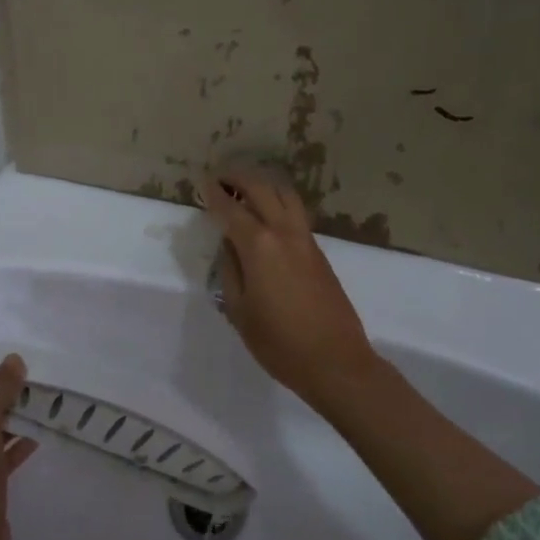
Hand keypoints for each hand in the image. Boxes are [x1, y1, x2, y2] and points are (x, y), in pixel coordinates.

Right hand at [199, 169, 382, 409]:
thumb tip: (229, 246)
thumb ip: (230, 271)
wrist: (336, 361)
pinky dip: (279, 201)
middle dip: (239, 179)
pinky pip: (296, 213)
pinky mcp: (319, 253)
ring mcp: (306, 241)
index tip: (203, 183)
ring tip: (246, 189)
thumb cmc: (279, 343)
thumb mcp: (240, 311)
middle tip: (221, 177)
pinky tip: (268, 213)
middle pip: (261, 190)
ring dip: (264, 185)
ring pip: (285, 196)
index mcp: (259, 247)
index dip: (214, 194)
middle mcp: (284, 233)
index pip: (231, 210)